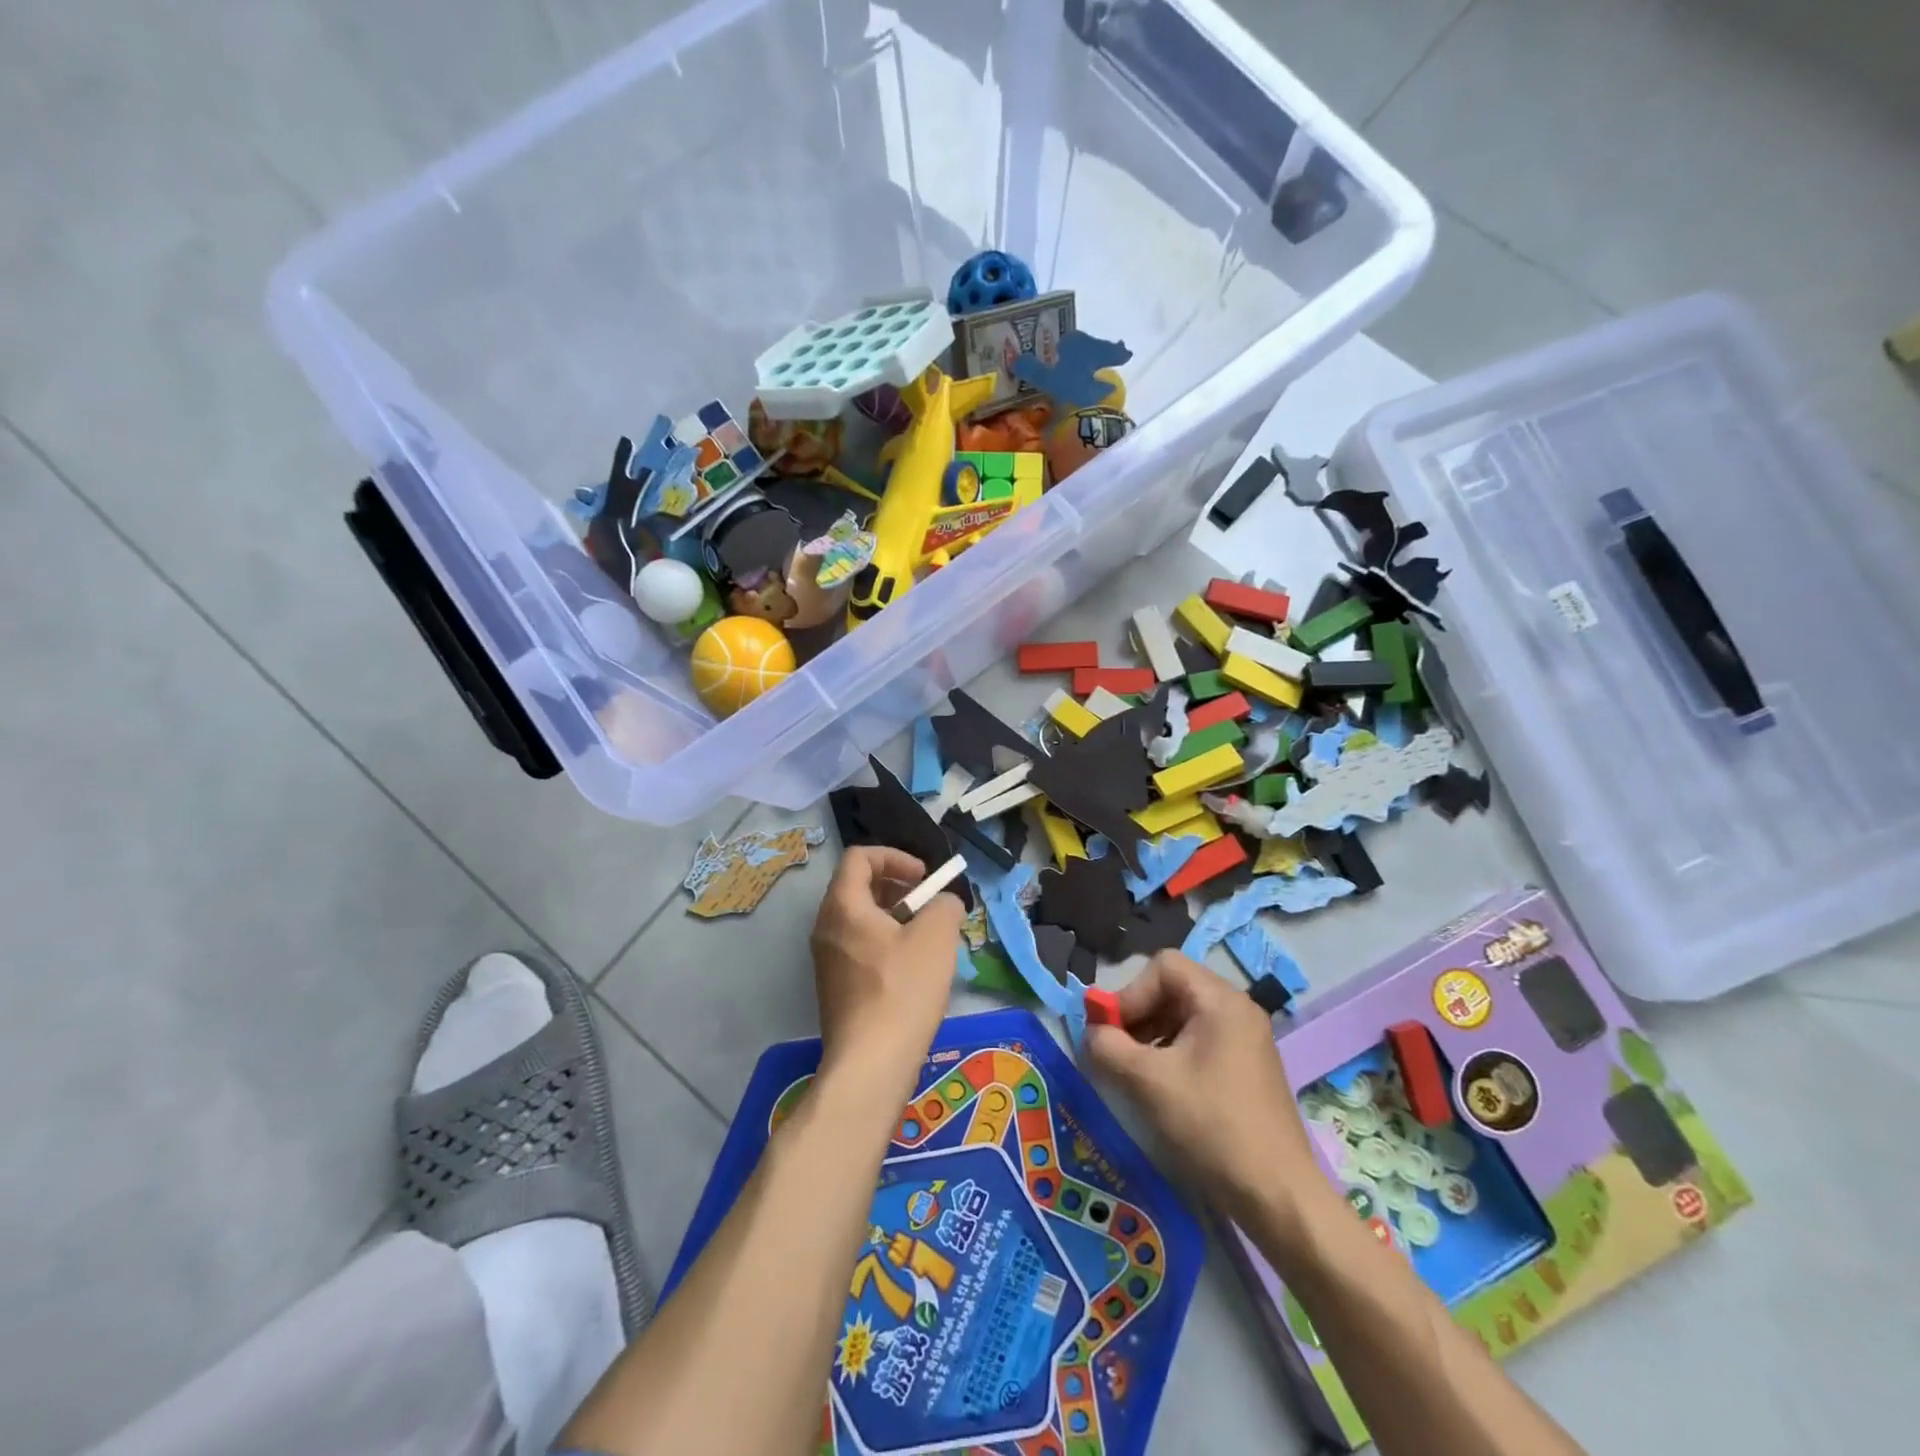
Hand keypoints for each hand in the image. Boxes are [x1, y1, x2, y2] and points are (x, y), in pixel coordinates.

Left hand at [810, 847, 964, 1093]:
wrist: (870, 1065)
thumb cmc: (902, 990)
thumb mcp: (937, 936)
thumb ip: (945, 904)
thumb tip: (943, 903)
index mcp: (843, 906)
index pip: (860, 857)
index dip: (895, 857)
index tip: (924, 878)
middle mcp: (826, 927)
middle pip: (858, 887)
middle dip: (898, 887)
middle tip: (928, 906)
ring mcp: (827, 960)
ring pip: (860, 919)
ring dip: (895, 917)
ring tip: (927, 939)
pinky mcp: (834, 987)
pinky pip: (859, 947)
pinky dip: (885, 943)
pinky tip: (913, 971)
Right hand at [1086, 951, 1326, 1233]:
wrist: (1278, 1196)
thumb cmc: (1211, 1127)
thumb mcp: (1148, 1082)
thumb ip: (1108, 1046)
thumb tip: (1091, 1031)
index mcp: (1221, 1001)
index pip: (1163, 967)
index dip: (1130, 992)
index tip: (1112, 1031)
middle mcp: (1238, 1009)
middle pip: (1173, 988)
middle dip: (1138, 1013)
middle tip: (1116, 1050)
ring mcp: (1245, 1039)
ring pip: (1184, 1016)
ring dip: (1151, 1035)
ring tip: (1134, 1071)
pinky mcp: (1246, 1067)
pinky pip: (1199, 1040)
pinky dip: (1172, 1053)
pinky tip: (1161, 1087)